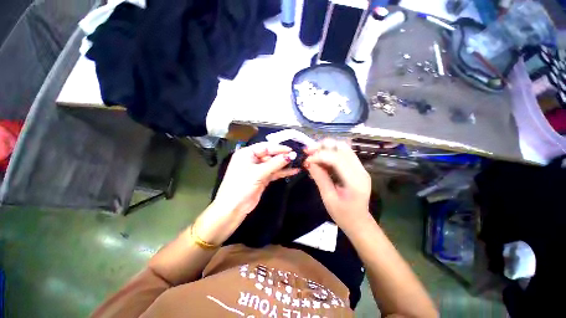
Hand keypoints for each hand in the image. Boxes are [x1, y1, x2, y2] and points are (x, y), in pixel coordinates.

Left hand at [195, 142, 299, 244]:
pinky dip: (282, 172)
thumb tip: (291, 155)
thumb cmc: (242, 186)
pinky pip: (274, 173)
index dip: (278, 148)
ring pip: (273, 164)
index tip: (291, 149)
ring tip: (298, 162)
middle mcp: (252, 159)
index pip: (265, 147)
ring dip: (284, 164)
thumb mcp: (258, 173)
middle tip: (297, 156)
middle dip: (282, 156)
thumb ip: (275, 163)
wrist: (233, 208)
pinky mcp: (262, 178)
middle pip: (270, 155)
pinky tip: (293, 171)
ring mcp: (257, 169)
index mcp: (247, 153)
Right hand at [304, 139, 371, 231]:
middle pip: (342, 147)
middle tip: (308, 151)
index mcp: (355, 180)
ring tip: (312, 154)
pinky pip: (343, 155)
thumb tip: (309, 163)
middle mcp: (360, 170)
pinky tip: (320, 160)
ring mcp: (360, 168)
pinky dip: (330, 153)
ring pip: (343, 148)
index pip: (336, 158)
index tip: (306, 160)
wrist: (360, 223)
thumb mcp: (328, 199)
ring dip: (326, 148)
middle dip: (323, 146)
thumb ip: (320, 178)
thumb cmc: (343, 215)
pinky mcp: (357, 169)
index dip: (319, 156)